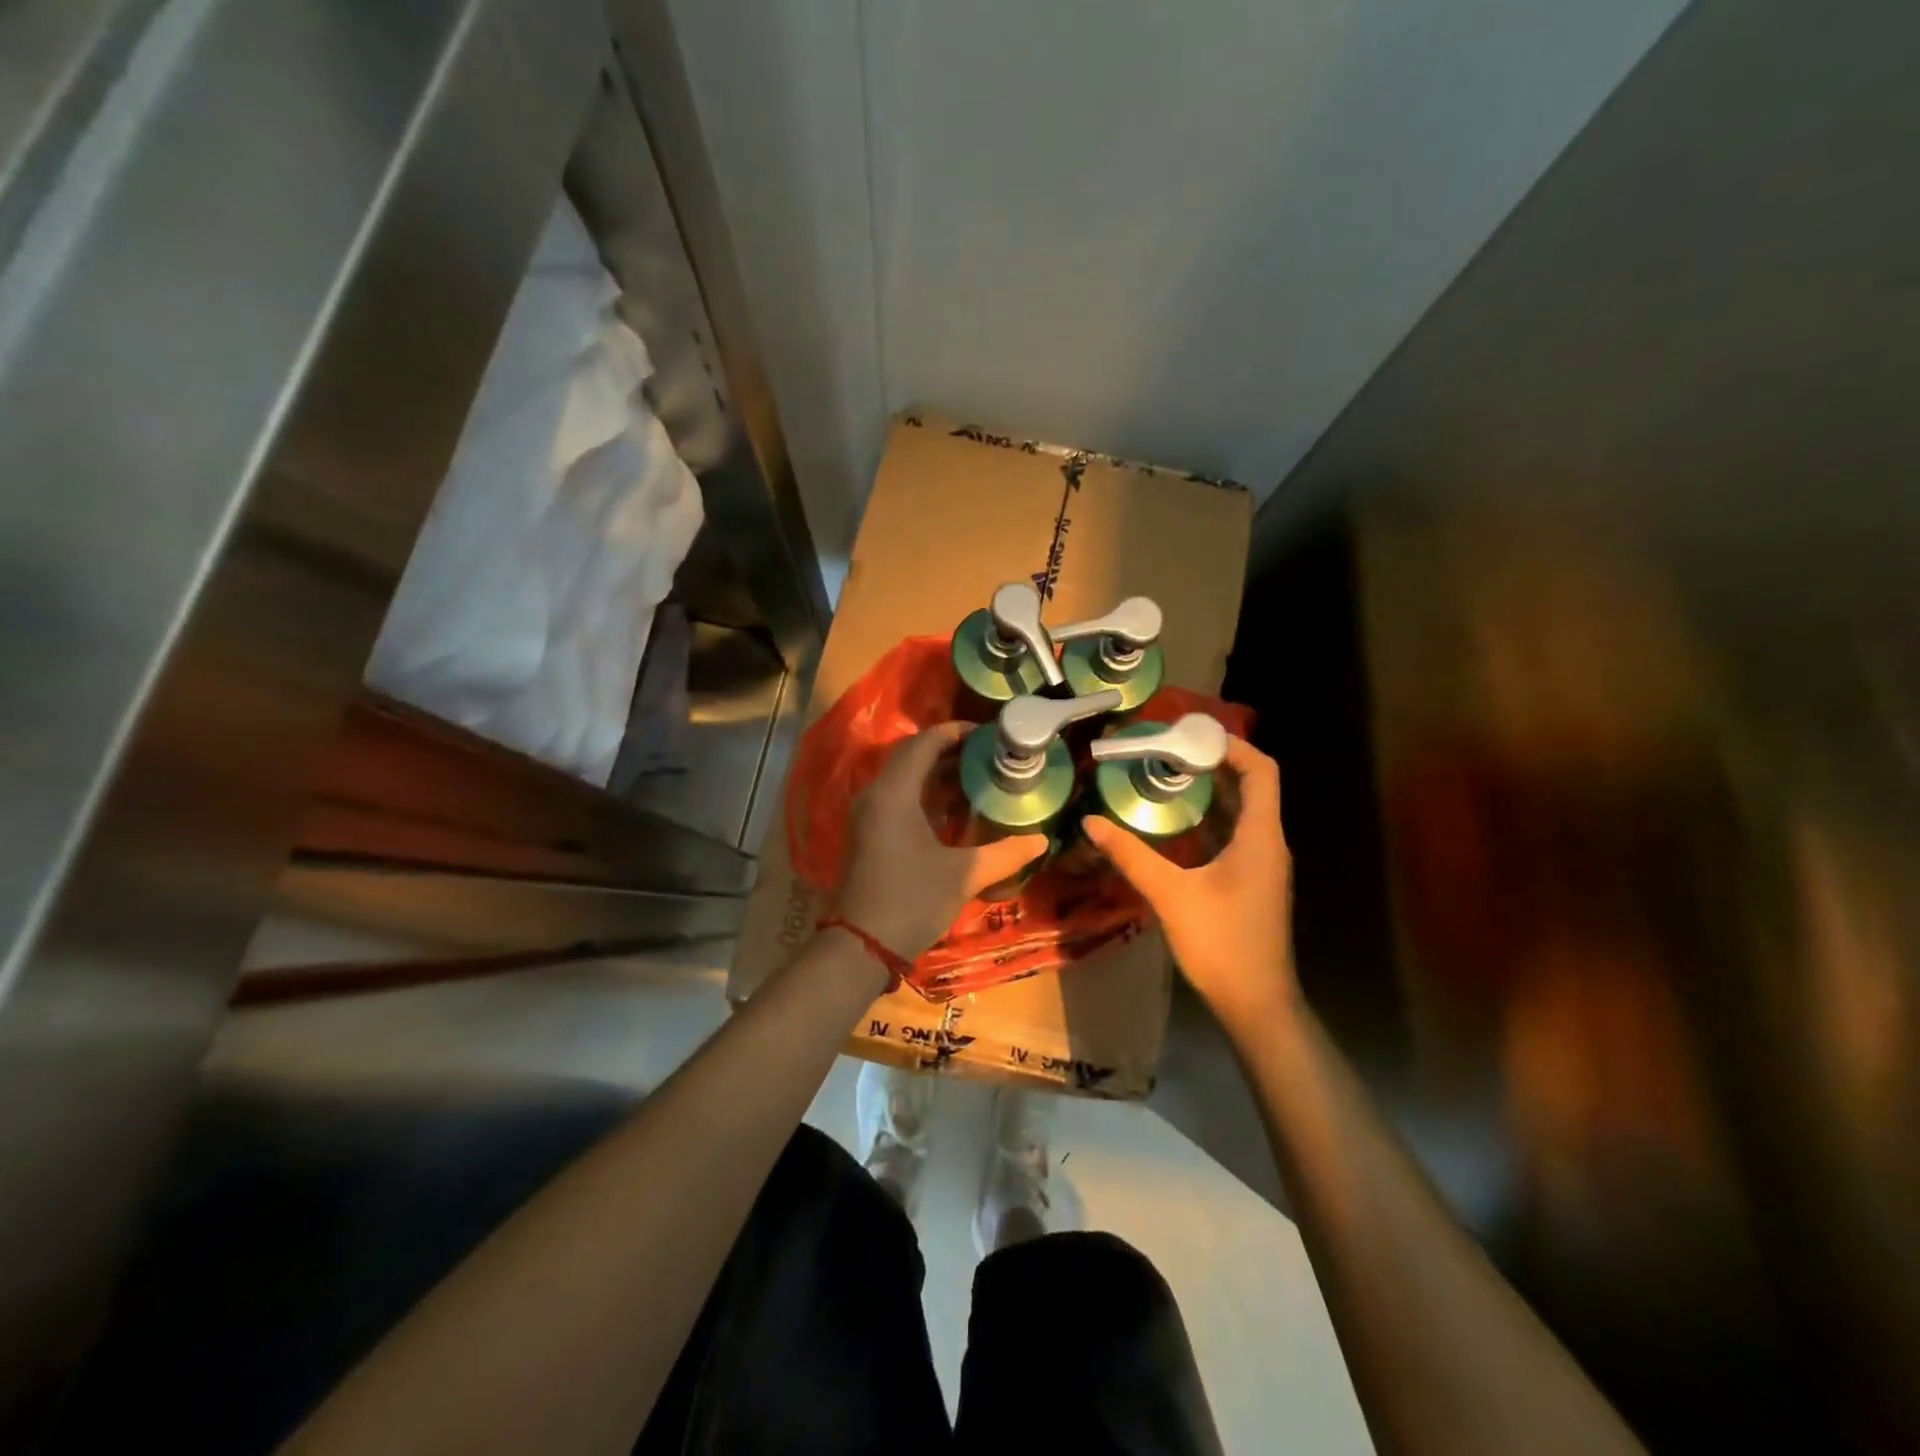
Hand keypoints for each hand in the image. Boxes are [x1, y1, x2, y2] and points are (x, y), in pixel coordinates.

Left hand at [835, 723, 1048, 959]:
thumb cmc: (911, 901)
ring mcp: (867, 815)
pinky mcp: (868, 833)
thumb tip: (1042, 840)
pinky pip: (897, 797)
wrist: (860, 947)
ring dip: (936, 773)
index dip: (955, 733)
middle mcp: (875, 795)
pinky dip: (924, 793)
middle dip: (949, 751)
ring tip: (977, 776)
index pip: (923, 744)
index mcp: (894, 793)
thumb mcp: (963, 876)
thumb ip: (1004, 854)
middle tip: (988, 755)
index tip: (988, 735)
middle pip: (912, 757)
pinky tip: (953, 808)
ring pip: (903, 778)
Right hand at [1082, 737, 1296, 1034]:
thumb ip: (1131, 855)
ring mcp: (1262, 865)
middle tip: (1166, 752)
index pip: (1261, 771)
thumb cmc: (1221, 945)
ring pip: (1241, 813)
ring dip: (1208, 792)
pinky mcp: (1252, 882)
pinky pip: (1233, 836)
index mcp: (1260, 837)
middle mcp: (1268, 844)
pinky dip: (1208, 820)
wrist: (1256, 1004)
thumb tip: (1090, 822)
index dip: (1233, 746)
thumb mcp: (1170, 895)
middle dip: (1212, 764)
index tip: (1191, 735)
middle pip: (1251, 786)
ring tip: (1164, 777)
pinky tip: (1173, 825)